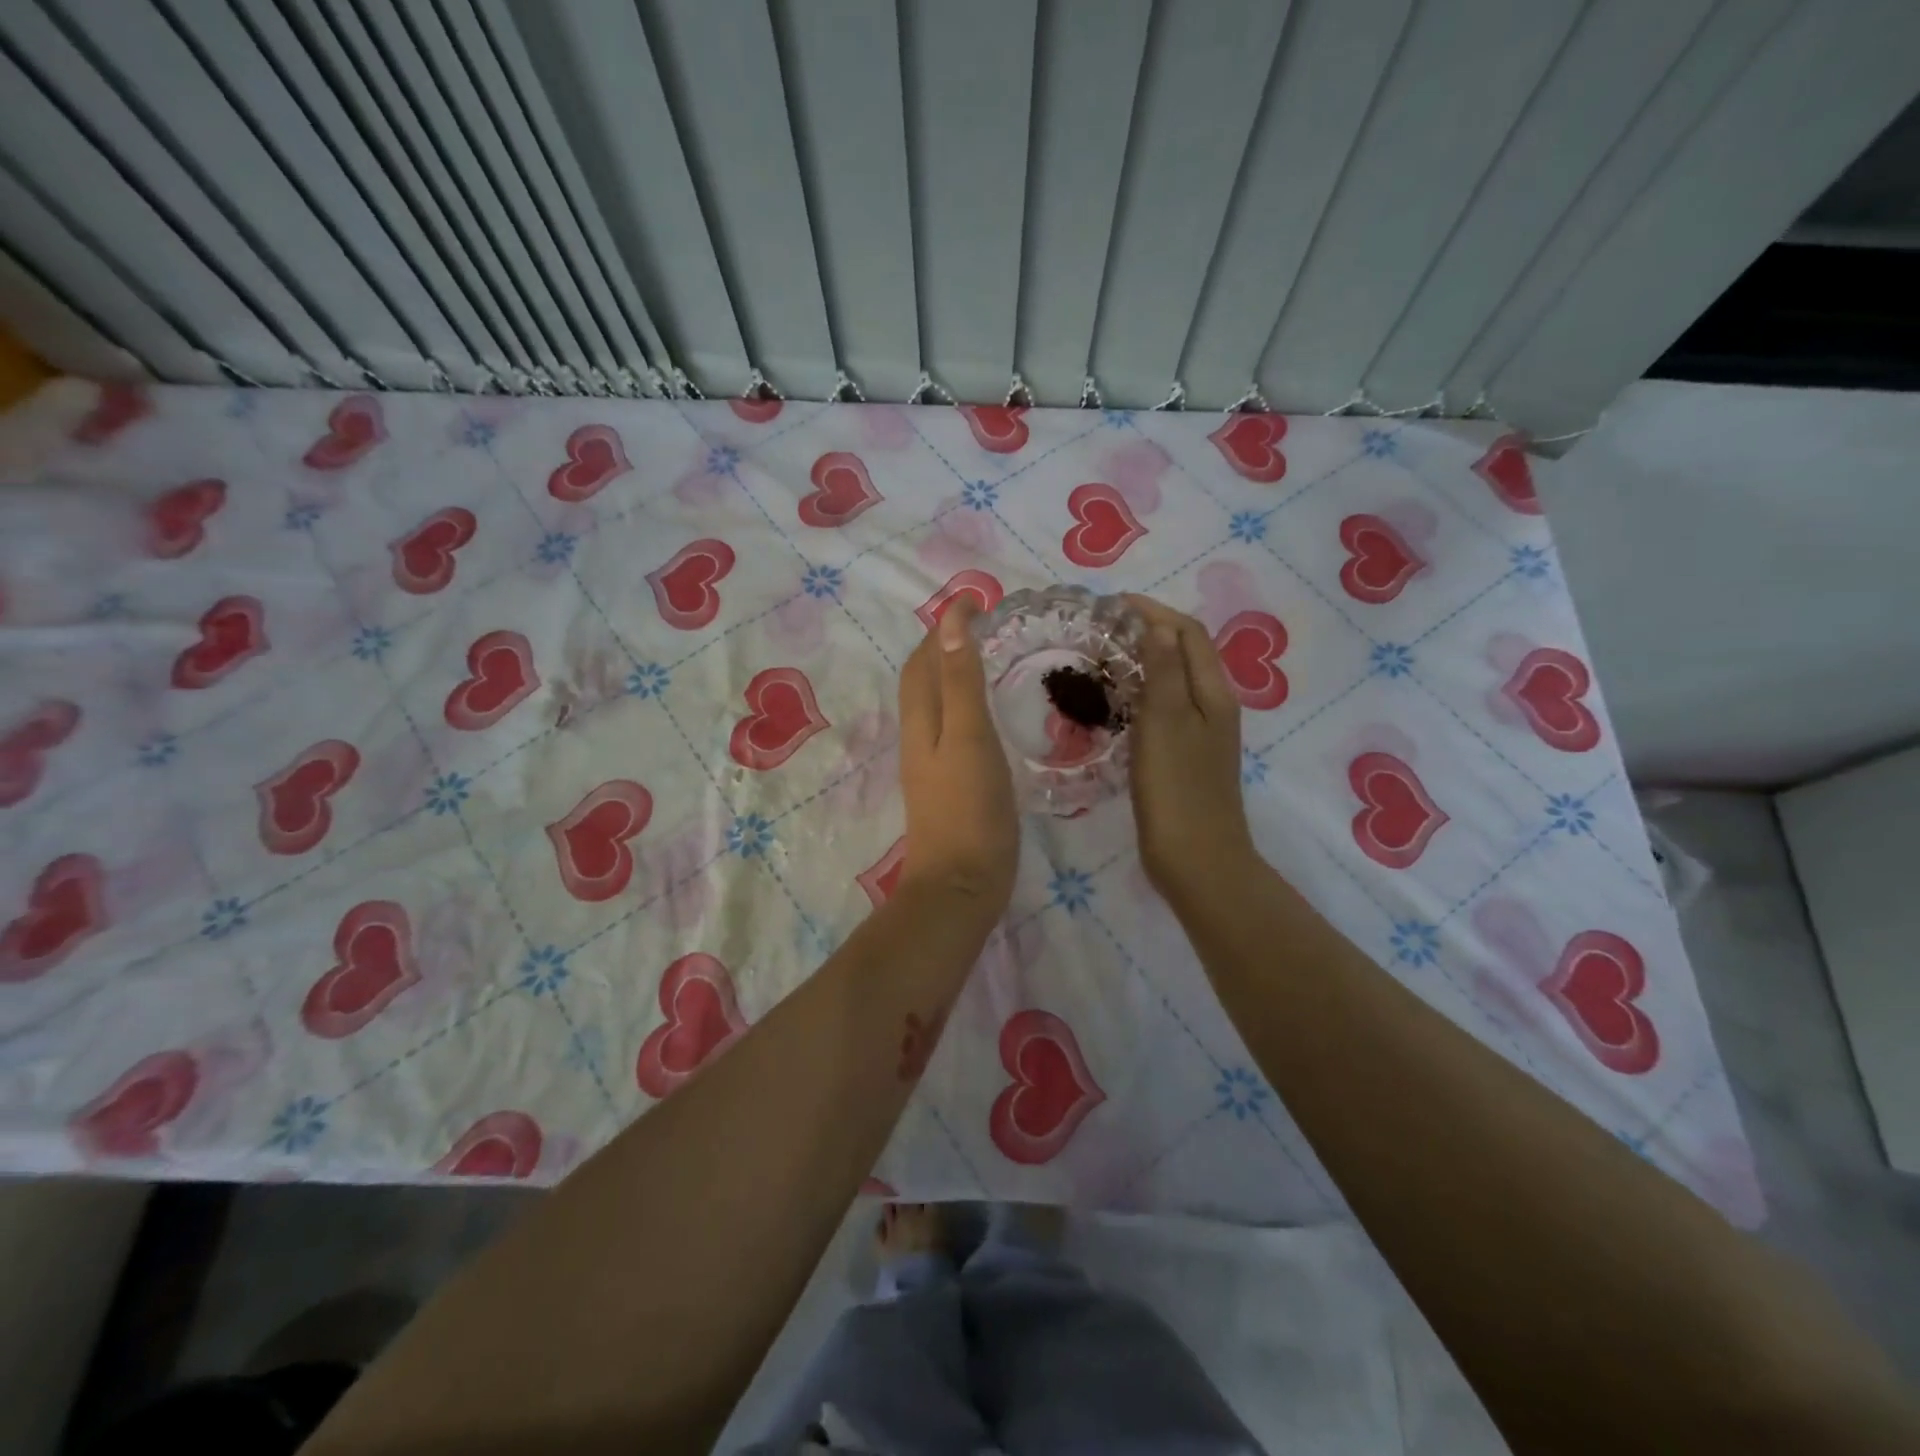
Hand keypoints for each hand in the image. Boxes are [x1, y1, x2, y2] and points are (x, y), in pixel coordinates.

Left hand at [896, 600, 1018, 911]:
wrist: (961, 886)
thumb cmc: (971, 810)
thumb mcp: (970, 738)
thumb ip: (961, 682)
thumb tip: (949, 622)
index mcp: (922, 722)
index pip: (923, 661)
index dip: (942, 628)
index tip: (973, 599)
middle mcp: (919, 738)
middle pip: (922, 681)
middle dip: (941, 646)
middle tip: (977, 624)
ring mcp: (930, 765)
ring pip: (934, 706)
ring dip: (950, 674)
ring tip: (982, 658)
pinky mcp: (947, 787)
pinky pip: (949, 730)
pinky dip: (962, 705)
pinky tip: (983, 714)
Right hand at [1125, 595, 1256, 903]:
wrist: (1196, 860)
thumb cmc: (1178, 790)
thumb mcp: (1166, 722)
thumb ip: (1164, 671)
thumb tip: (1157, 625)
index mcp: (1213, 693)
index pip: (1188, 633)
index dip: (1154, 612)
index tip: (1112, 604)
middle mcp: (1213, 707)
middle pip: (1184, 653)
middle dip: (1148, 632)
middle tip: (1102, 629)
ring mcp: (1200, 734)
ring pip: (1173, 682)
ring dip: (1143, 662)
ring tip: (1102, 658)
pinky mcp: (1183, 757)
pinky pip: (1163, 710)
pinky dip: (1140, 694)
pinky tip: (1114, 704)